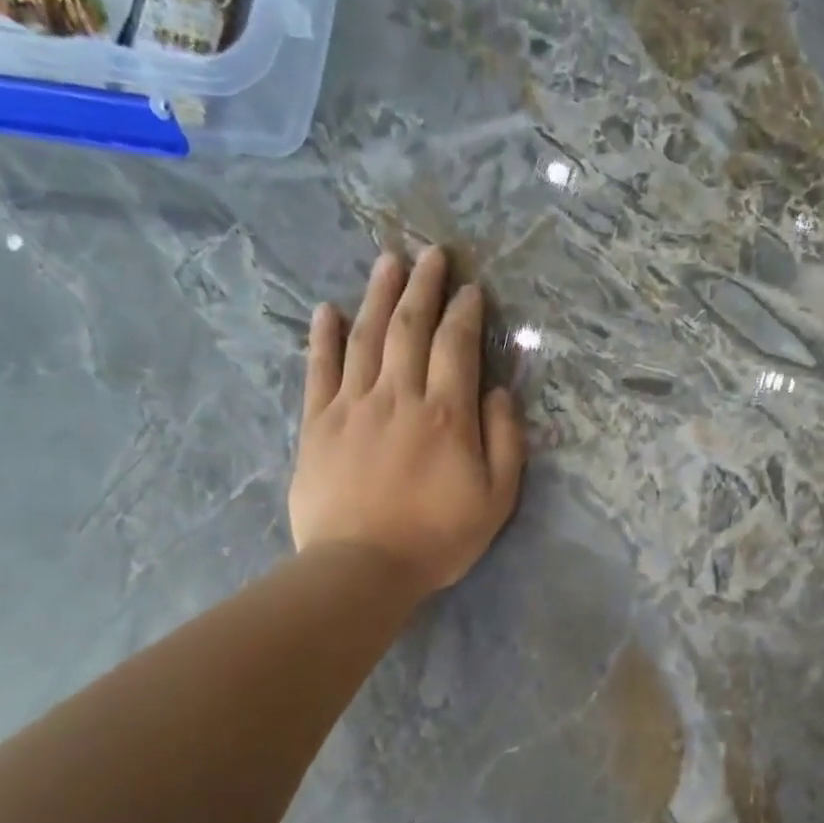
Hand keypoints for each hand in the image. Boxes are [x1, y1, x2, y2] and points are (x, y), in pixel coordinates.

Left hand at [289, 247, 525, 595]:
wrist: (362, 568)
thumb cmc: (437, 538)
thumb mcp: (496, 500)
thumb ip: (505, 441)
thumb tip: (499, 392)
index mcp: (446, 414)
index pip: (456, 346)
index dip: (465, 312)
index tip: (471, 288)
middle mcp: (399, 397)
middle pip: (410, 327)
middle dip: (423, 286)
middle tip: (431, 254)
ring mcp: (353, 406)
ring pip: (366, 337)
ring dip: (378, 295)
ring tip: (387, 261)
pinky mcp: (317, 424)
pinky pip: (319, 370)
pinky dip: (323, 337)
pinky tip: (327, 310)